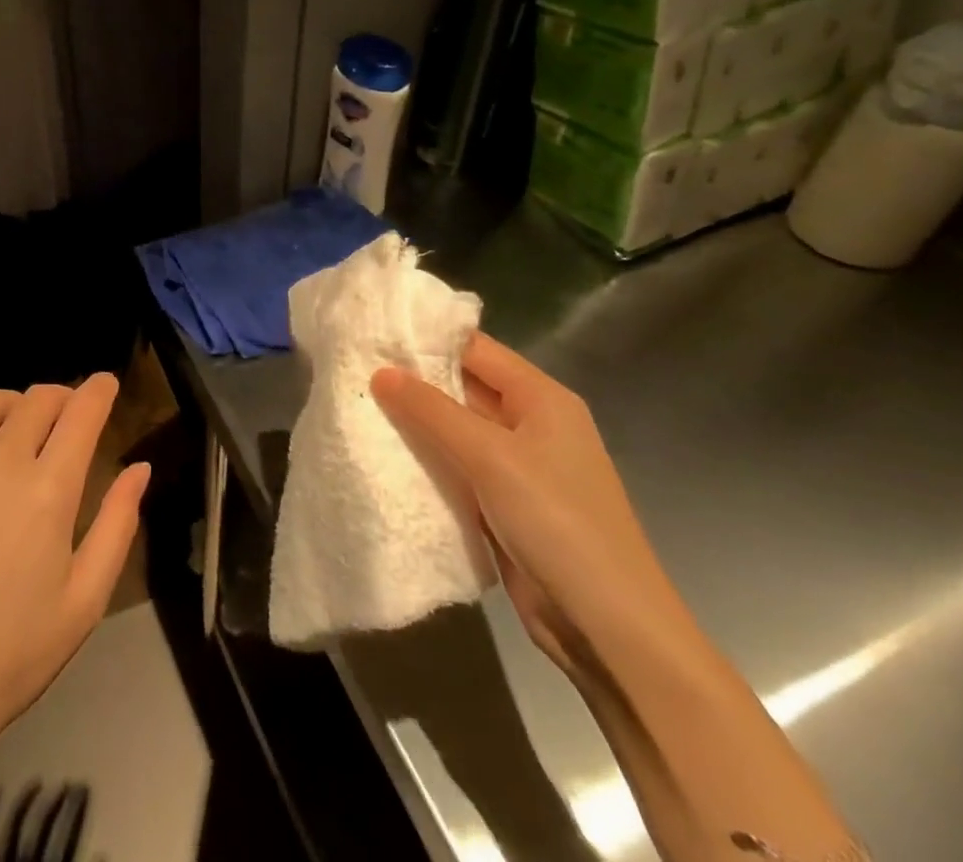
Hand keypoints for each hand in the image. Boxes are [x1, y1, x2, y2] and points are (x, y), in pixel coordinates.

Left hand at [0, 376, 149, 762]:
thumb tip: (140, 467)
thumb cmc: (13, 653)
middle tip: (67, 409)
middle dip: (60, 395)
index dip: (98, 390)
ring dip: (11, 400)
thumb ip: (117, 524)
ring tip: (18, 415)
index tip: (106, 382)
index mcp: (48, 490)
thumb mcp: (85, 600)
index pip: (81, 414)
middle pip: (35, 401)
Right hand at [371, 334, 691, 672]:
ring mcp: (518, 467)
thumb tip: (380, 372)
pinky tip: (383, 453)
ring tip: (356, 404)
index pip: (475, 348)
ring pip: (456, 430)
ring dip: (415, 423)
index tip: (372, 332)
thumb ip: (431, 410)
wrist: (608, 629)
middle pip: (463, 387)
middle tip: (354, 368)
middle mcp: (531, 424)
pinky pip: (457, 468)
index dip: (426, 338)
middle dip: (412, 381)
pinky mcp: (504, 504)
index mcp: (542, 399)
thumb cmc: (558, 523)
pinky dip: (426, 461)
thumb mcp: (490, 456)